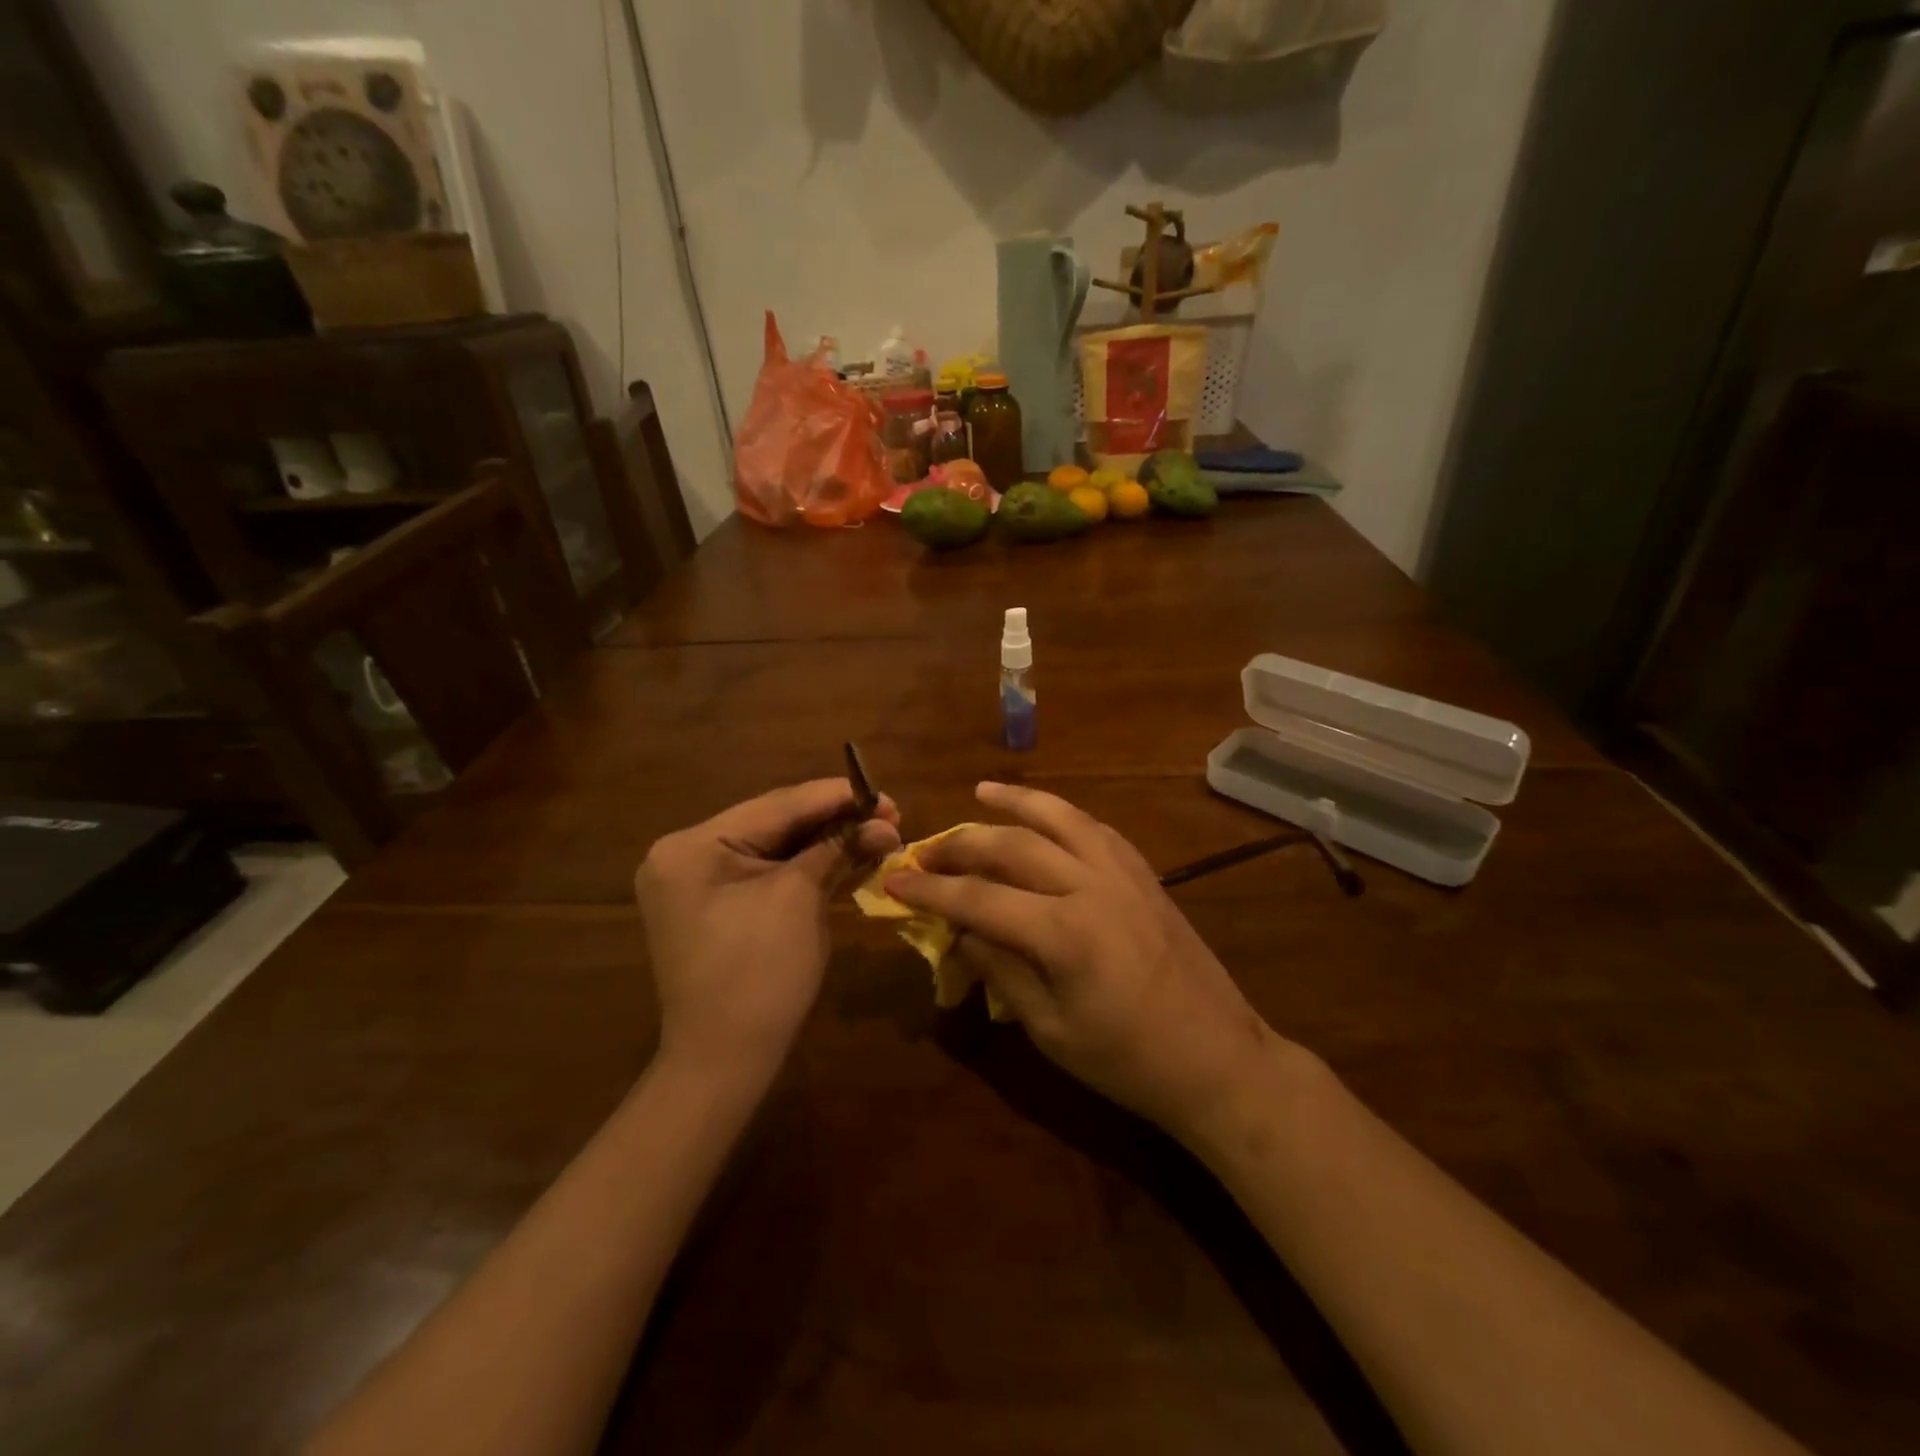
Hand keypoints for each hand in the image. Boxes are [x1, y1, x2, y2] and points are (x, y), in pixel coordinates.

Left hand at [637, 779, 900, 1081]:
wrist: (725, 1062)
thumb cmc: (759, 974)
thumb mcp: (801, 900)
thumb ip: (839, 849)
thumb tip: (886, 823)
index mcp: (693, 845)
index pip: (777, 806)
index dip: (836, 796)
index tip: (884, 793)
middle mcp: (687, 855)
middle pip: (775, 823)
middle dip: (834, 819)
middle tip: (889, 812)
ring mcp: (698, 882)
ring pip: (775, 848)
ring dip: (826, 842)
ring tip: (878, 830)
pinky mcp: (716, 905)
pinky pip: (767, 873)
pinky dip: (807, 866)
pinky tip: (848, 854)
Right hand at [884, 782, 1283, 1138]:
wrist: (1219, 1059)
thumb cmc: (1128, 1061)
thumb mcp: (1051, 1031)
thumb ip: (1002, 972)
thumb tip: (963, 932)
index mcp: (1064, 932)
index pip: (979, 898)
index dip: (930, 890)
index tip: (894, 882)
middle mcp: (1091, 886)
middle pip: (1013, 846)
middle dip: (962, 844)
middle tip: (926, 850)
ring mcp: (1124, 874)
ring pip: (1061, 818)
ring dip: (1017, 802)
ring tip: (982, 791)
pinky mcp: (1145, 874)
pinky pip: (1096, 829)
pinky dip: (1063, 816)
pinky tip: (1046, 816)